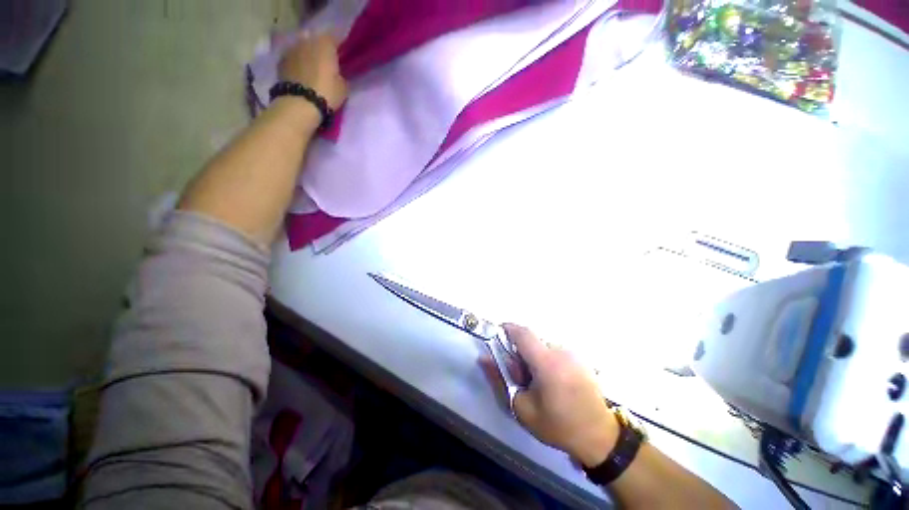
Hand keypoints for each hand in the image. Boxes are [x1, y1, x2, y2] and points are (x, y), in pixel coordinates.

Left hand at [279, 32, 346, 109]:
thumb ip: (341, 76)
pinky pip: (293, 59)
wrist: (300, 103)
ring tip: (312, 69)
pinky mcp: (281, 61)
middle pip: (316, 41)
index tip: (342, 57)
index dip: (339, 48)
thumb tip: (338, 74)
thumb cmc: (327, 93)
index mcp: (325, 44)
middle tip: (326, 64)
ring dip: (307, 56)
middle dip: (320, 50)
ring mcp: (292, 49)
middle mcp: (307, 41)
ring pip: (302, 49)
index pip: (335, 39)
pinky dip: (297, 64)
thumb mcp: (343, 87)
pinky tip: (301, 75)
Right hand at [495, 324, 619, 467]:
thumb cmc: (558, 425)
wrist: (599, 437)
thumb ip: (500, 380)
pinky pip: (555, 351)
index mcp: (547, 362)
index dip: (508, 329)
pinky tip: (553, 381)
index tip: (498, 333)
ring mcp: (573, 354)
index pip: (522, 333)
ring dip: (534, 356)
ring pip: (543, 346)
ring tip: (538, 382)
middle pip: (532, 341)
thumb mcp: (522, 408)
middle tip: (520, 375)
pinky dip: (547, 359)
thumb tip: (484, 358)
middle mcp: (561, 351)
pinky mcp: (580, 358)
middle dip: (520, 352)